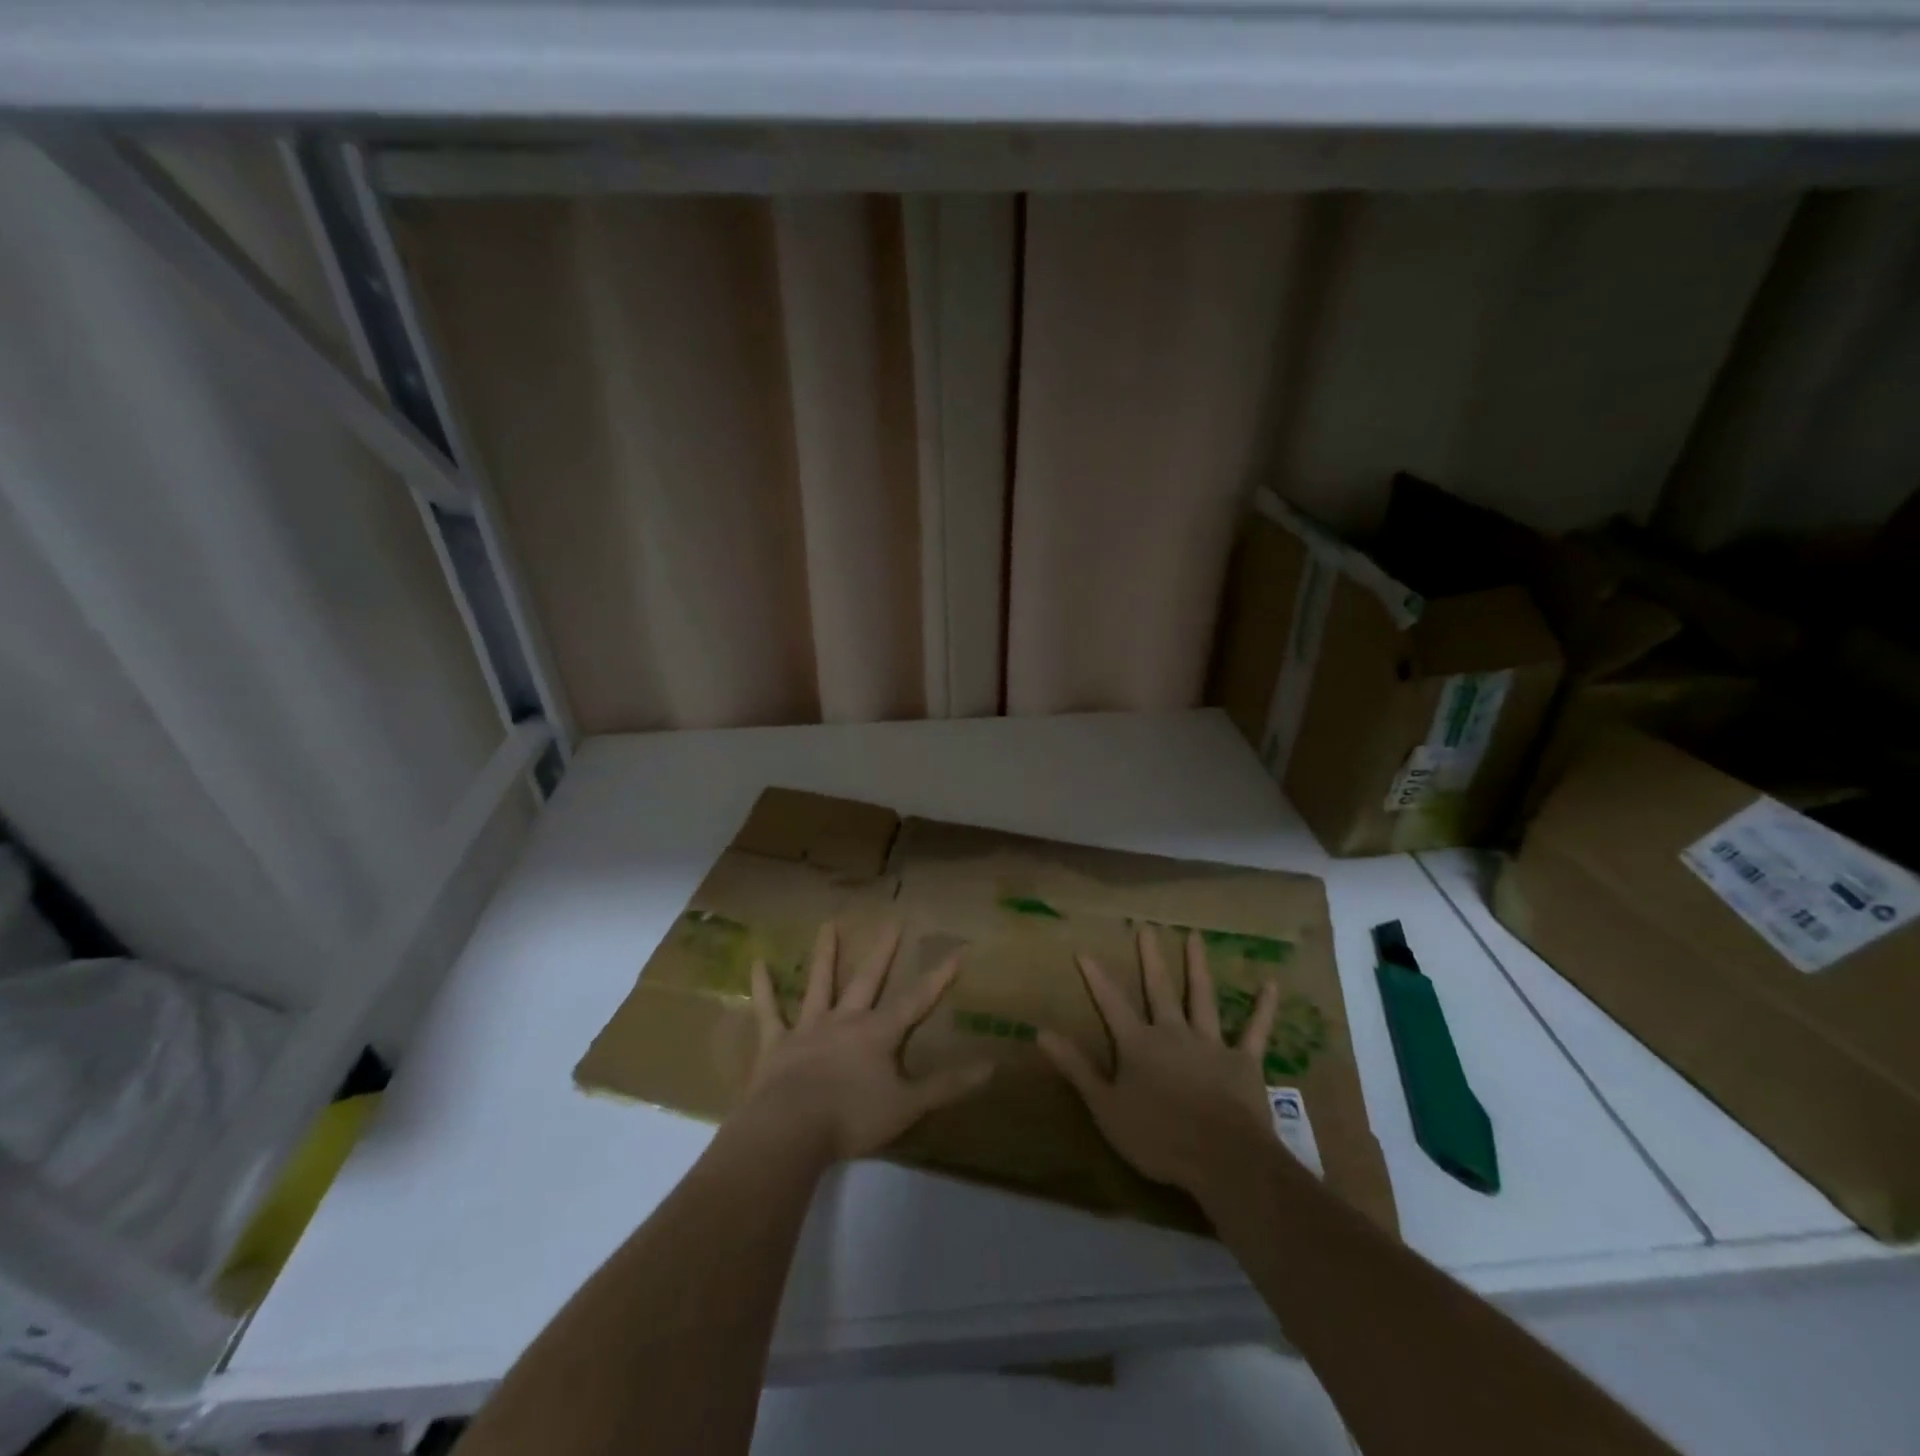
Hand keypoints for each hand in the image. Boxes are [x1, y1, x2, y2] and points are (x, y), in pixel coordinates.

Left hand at [737, 921, 992, 1163]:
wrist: (790, 1131)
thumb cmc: (852, 1119)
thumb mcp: (908, 1106)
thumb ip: (947, 1086)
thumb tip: (991, 1067)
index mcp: (877, 1034)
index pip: (915, 1000)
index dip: (938, 977)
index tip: (956, 951)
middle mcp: (845, 1020)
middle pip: (867, 979)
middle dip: (883, 952)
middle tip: (892, 920)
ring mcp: (808, 1028)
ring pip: (819, 983)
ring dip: (825, 954)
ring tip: (829, 925)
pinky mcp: (776, 1043)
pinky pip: (768, 1011)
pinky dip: (763, 987)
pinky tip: (757, 963)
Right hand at [1038, 927, 1283, 1207]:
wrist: (1224, 1159)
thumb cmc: (1159, 1138)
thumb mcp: (1105, 1107)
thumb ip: (1076, 1068)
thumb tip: (1041, 1032)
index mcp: (1139, 1045)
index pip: (1111, 1004)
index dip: (1096, 977)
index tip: (1084, 950)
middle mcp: (1173, 1033)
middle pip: (1159, 989)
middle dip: (1151, 958)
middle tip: (1147, 927)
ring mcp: (1211, 1044)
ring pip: (1202, 997)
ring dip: (1198, 966)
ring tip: (1195, 936)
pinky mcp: (1244, 1061)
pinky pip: (1255, 1030)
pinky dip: (1262, 1008)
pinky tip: (1270, 984)